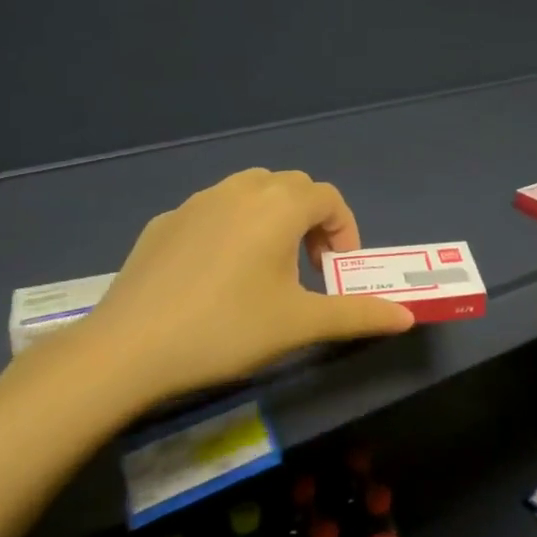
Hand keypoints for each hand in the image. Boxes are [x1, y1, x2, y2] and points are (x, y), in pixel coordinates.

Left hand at [47, 169, 414, 414]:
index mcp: (278, 207)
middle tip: (309, 268)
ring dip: (271, 218)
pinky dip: (230, 229)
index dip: (345, 230)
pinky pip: (212, 212)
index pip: (328, 198)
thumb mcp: (300, 324)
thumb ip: (358, 314)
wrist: (128, 349)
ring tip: (266, 267)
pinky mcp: (163, 223)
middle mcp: (238, 191)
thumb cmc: (227, 330)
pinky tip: (215, 276)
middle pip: (290, 187)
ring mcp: (195, 203)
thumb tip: (407, 317)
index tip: (338, 272)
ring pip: (248, 192)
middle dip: (310, 221)